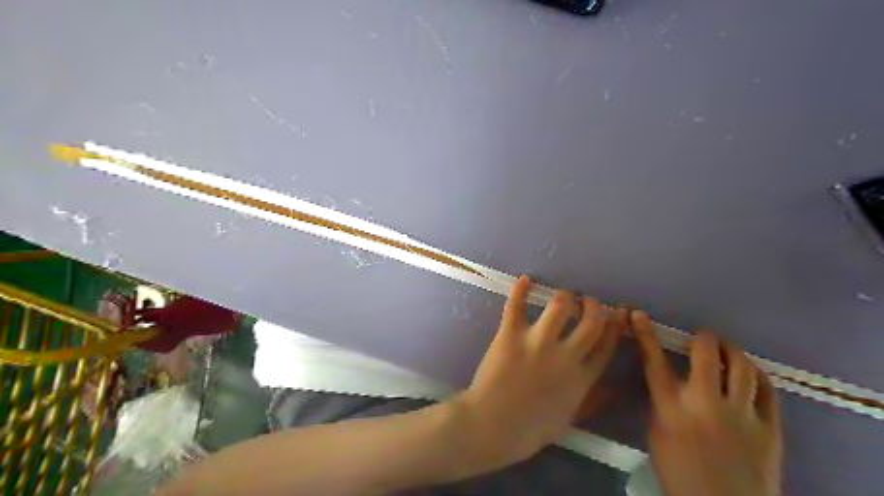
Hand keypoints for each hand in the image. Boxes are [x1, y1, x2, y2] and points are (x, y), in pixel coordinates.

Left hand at [456, 277, 627, 471]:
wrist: (492, 427)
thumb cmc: (529, 429)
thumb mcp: (569, 419)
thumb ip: (592, 400)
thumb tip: (615, 389)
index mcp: (581, 378)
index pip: (605, 345)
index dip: (614, 326)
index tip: (617, 313)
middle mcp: (565, 356)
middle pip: (590, 321)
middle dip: (593, 306)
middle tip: (588, 301)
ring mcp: (537, 343)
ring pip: (559, 306)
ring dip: (564, 297)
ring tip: (563, 296)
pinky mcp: (510, 335)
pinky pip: (516, 306)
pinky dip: (520, 290)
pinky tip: (525, 280)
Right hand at [631, 311, 782, 495]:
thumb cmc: (679, 472)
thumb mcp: (657, 434)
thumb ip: (660, 401)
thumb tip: (665, 376)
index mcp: (671, 410)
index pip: (654, 362)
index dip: (645, 335)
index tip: (639, 314)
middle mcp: (705, 406)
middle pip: (705, 356)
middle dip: (703, 339)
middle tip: (702, 336)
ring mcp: (741, 416)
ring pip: (741, 367)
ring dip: (732, 351)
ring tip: (726, 349)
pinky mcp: (769, 429)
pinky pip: (768, 390)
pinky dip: (757, 374)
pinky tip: (750, 371)